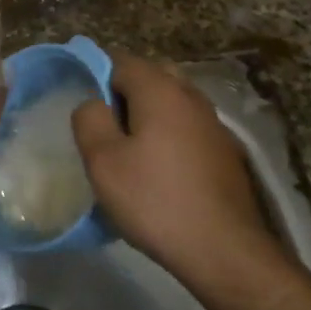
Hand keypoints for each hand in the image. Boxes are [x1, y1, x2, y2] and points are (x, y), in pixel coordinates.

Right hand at [72, 51, 273, 288]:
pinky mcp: (225, 151)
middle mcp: (191, 96)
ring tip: (130, 152)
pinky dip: (170, 137)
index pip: (121, 60)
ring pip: (172, 103)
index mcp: (160, 89)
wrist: (223, 248)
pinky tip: (160, 171)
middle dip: (124, 94)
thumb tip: (92, 103)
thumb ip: (89, 119)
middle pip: (151, 77)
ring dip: (149, 117)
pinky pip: (188, 128)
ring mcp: (213, 123)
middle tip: (106, 129)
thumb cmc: (155, 199)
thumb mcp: (103, 161)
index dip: (96, 76)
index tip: (84, 108)